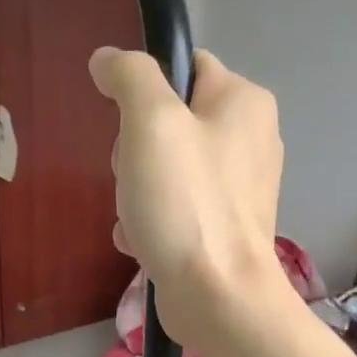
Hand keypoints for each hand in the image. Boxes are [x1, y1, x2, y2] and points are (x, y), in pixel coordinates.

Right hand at [89, 47, 284, 350]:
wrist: (217, 297)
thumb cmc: (186, 204)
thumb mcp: (150, 123)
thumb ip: (129, 77)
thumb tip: (107, 59)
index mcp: (244, 101)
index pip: (185, 67)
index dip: (145, 91)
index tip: (128, 128)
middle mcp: (250, 138)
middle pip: (169, 122)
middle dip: (136, 151)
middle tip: (134, 178)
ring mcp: (238, 188)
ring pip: (165, 169)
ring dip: (136, 192)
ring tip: (137, 217)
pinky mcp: (223, 228)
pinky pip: (175, 208)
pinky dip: (151, 222)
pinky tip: (142, 241)